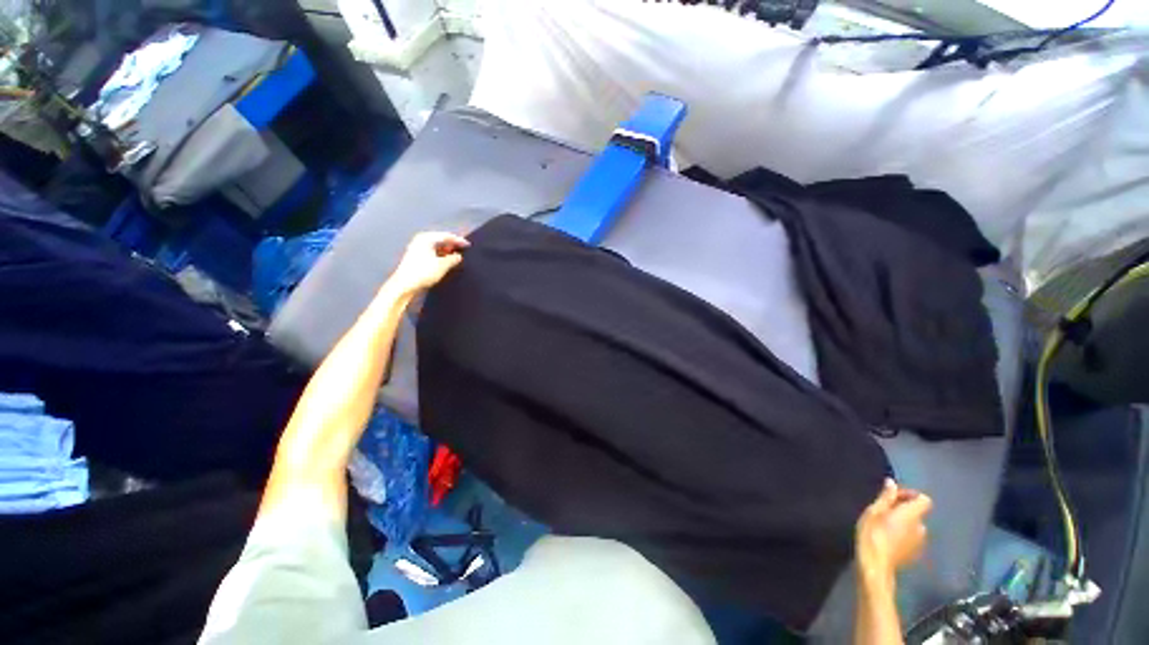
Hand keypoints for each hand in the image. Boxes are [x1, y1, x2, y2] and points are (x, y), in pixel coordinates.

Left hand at [387, 231, 469, 295]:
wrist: (405, 284)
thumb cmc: (423, 273)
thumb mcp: (442, 265)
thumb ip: (453, 259)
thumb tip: (458, 256)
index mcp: (426, 238)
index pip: (446, 236)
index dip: (459, 240)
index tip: (468, 245)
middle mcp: (420, 240)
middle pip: (440, 240)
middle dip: (452, 245)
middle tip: (463, 250)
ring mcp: (417, 248)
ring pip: (436, 246)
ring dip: (446, 251)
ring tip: (456, 257)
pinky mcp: (416, 256)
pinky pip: (432, 252)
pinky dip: (440, 255)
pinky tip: (445, 261)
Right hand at [856, 479, 931, 582]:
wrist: (876, 565)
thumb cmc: (873, 534)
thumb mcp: (874, 511)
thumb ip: (885, 497)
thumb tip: (892, 483)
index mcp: (913, 515)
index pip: (923, 499)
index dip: (910, 495)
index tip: (893, 498)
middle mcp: (921, 528)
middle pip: (917, 514)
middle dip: (903, 511)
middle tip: (882, 512)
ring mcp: (920, 543)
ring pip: (914, 527)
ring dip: (902, 524)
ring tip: (883, 527)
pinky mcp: (914, 554)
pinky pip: (911, 539)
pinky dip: (902, 536)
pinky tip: (887, 540)